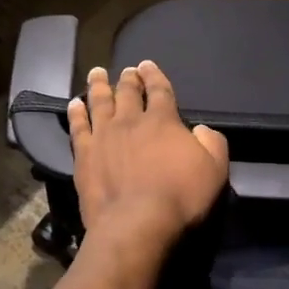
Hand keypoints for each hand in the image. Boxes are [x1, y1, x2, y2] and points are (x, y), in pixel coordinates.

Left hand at [68, 62, 228, 267]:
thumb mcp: (214, 169)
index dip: (154, 75)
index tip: (147, 65)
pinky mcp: (85, 155)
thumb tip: (201, 129)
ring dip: (99, 86)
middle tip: (126, 70)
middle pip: (128, 92)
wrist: (136, 223)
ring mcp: (104, 136)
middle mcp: (131, 120)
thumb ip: (212, 143)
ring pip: (99, 102)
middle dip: (128, 78)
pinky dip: (76, 113)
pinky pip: (78, 127)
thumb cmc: (180, 197)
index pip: (159, 89)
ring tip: (97, 73)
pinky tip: (74, 104)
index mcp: (163, 120)